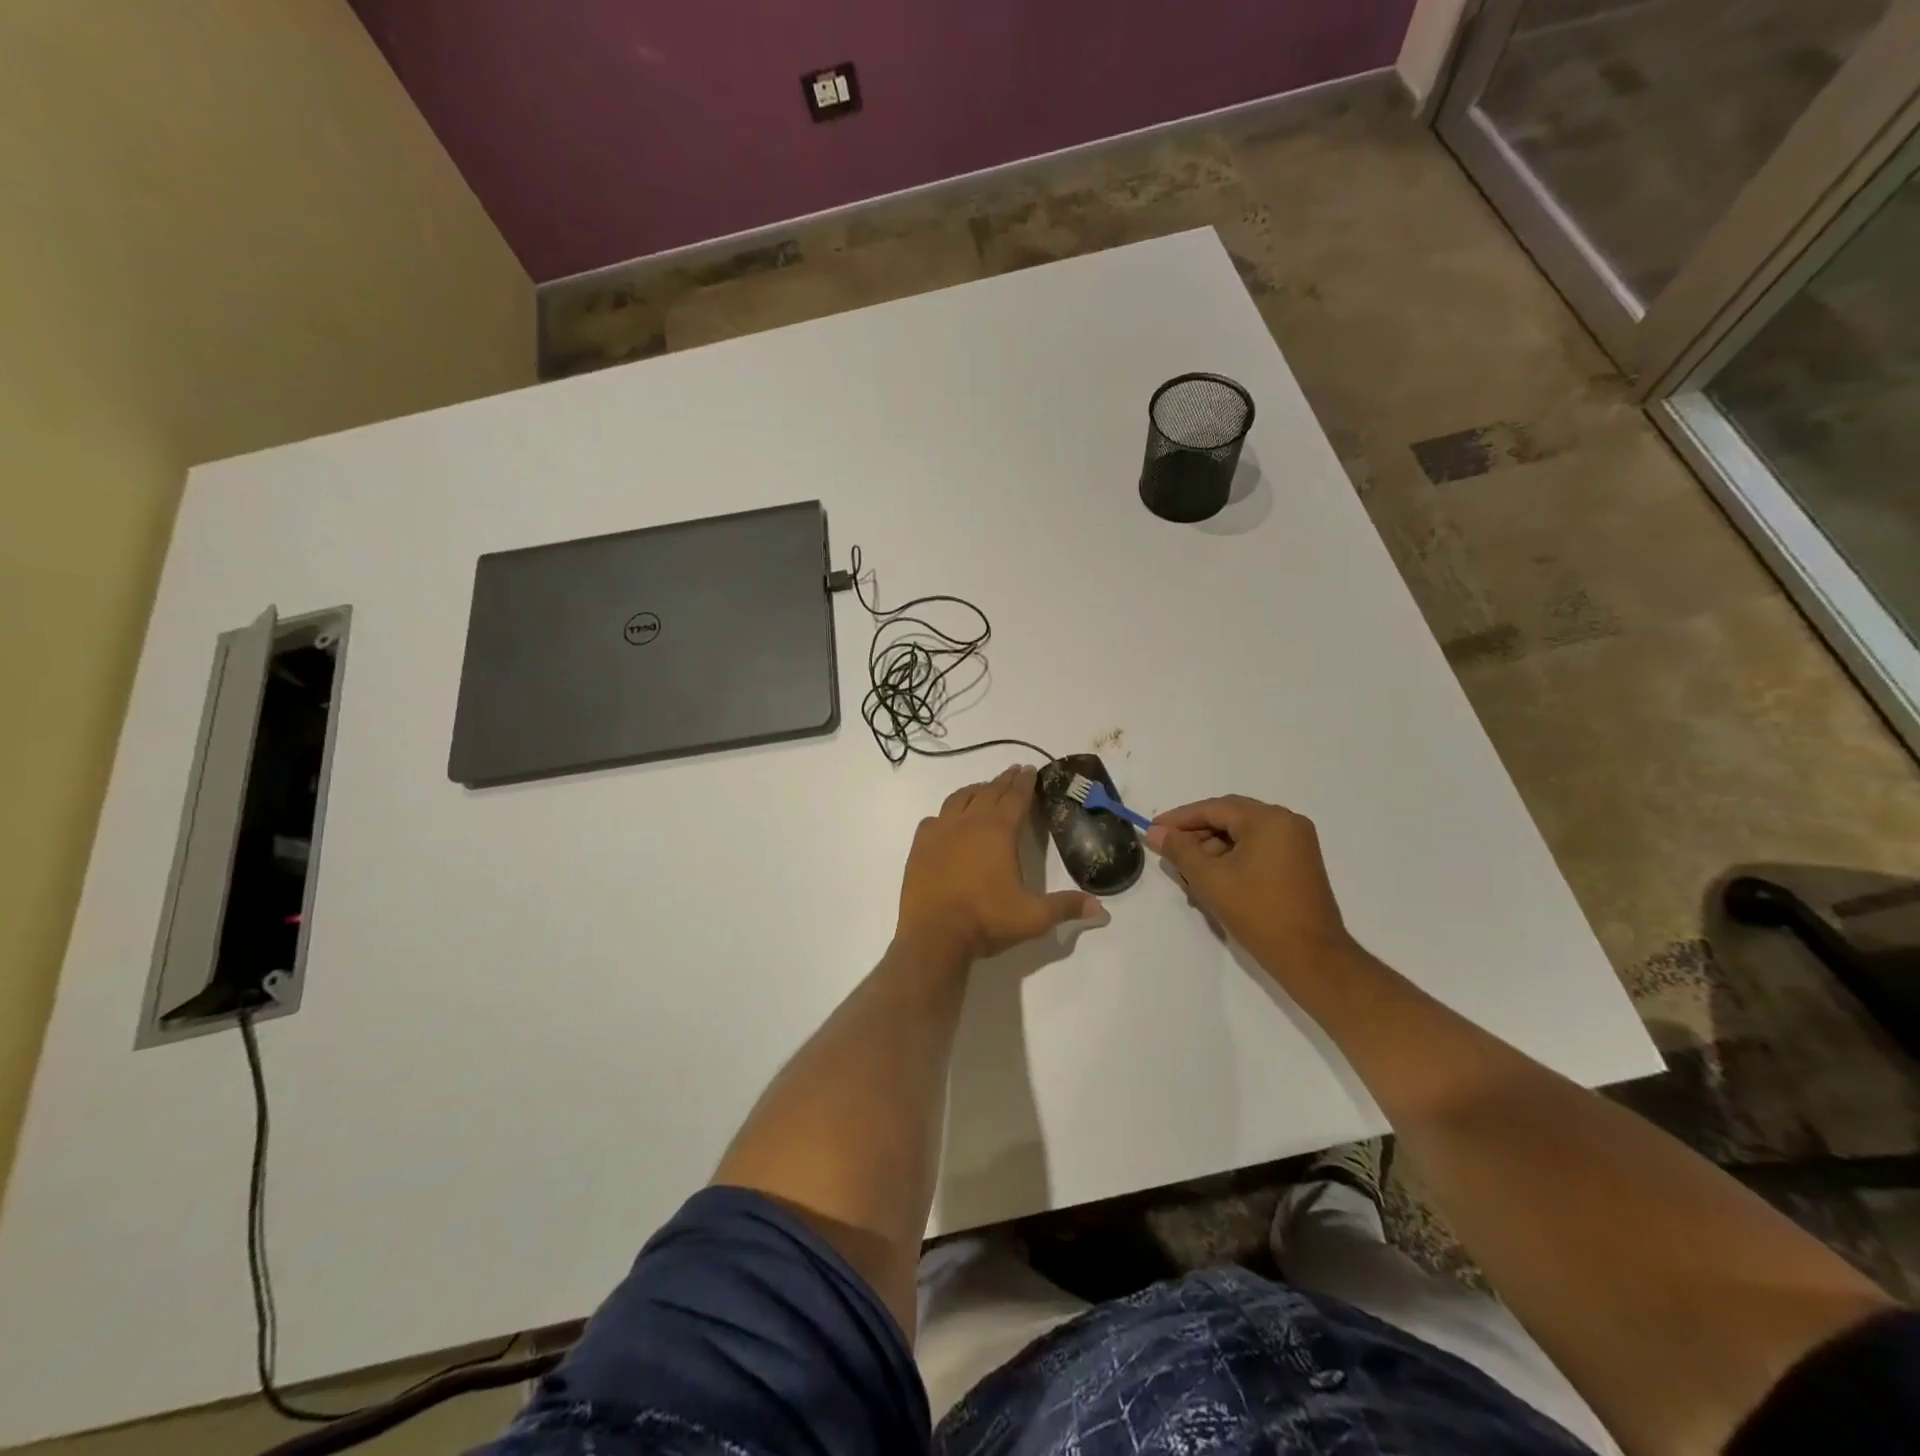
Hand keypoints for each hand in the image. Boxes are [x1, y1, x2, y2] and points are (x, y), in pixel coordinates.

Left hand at [897, 766, 1101, 960]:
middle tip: (1014, 772)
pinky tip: (947, 820)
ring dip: (975, 790)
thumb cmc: (987, 920)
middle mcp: (969, 822)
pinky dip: (946, 814)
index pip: (1016, 797)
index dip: (1025, 783)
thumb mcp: (1034, 917)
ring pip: (959, 799)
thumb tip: (1102, 910)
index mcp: (999, 831)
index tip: (1030, 770)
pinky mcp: (920, 845)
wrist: (935, 935)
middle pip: (989, 791)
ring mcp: (941, 831)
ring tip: (983, 788)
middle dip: (1004, 780)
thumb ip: (1067, 907)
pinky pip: (935, 819)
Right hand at [1146, 795, 1356, 974]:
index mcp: (1268, 819)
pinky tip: (1213, 879)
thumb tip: (1156, 833)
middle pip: (1229, 818)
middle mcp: (1286, 822)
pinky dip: (1232, 859)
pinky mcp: (1299, 863)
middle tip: (1168, 851)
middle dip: (1195, 834)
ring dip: (1212, 849)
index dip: (1179, 819)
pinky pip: (1258, 849)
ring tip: (1188, 873)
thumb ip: (1179, 850)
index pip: (1213, 808)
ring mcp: (1296, 843)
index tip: (1153, 830)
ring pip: (1242, 835)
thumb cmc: (1258, 912)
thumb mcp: (1209, 879)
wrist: (1311, 957)